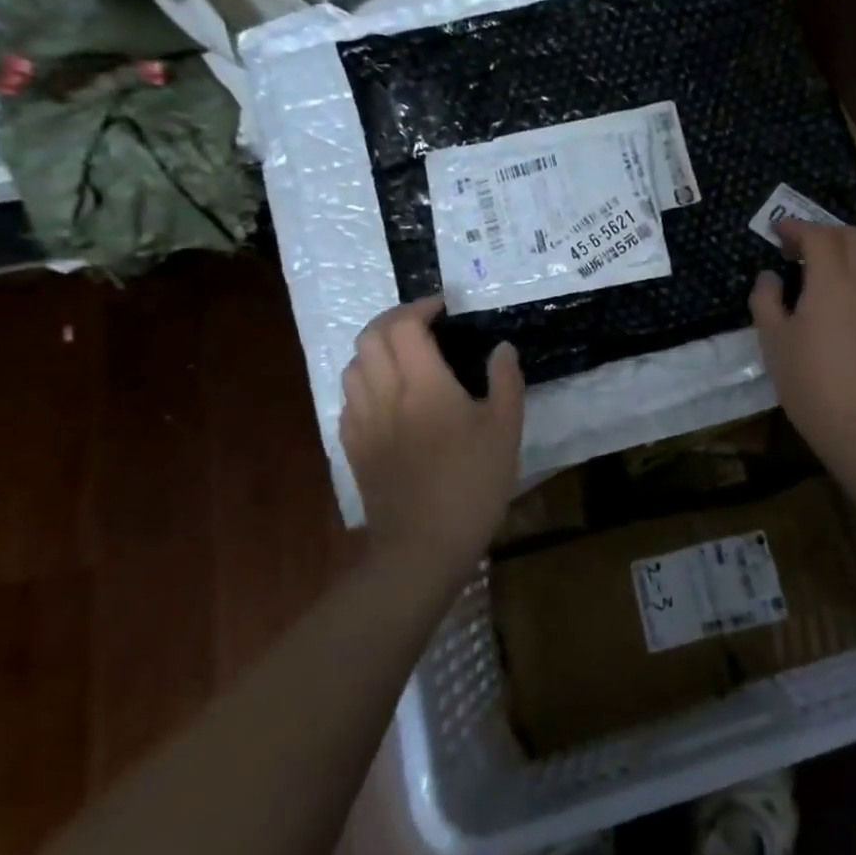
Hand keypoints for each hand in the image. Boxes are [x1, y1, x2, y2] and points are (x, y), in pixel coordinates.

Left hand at [340, 297, 524, 570]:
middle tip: (423, 324)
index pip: (405, 326)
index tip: (443, 308)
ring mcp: (362, 421)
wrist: (423, 547)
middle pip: (370, 337)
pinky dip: (366, 381)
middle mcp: (384, 394)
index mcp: (423, 385)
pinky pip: (349, 397)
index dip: (421, 307)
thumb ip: (506, 381)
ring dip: (377, 348)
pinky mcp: (352, 446)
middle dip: (394, 319)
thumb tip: (502, 347)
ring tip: (406, 355)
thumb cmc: (472, 485)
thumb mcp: (506, 431)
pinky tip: (389, 395)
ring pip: (353, 365)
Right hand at [749, 218, 855, 468]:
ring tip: (829, 267)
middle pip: (851, 236)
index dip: (795, 227)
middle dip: (824, 233)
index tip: (777, 230)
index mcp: (830, 279)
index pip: (816, 235)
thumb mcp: (773, 340)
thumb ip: (767, 300)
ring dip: (851, 250)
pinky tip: (854, 296)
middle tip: (800, 248)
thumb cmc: (808, 381)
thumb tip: (770, 276)